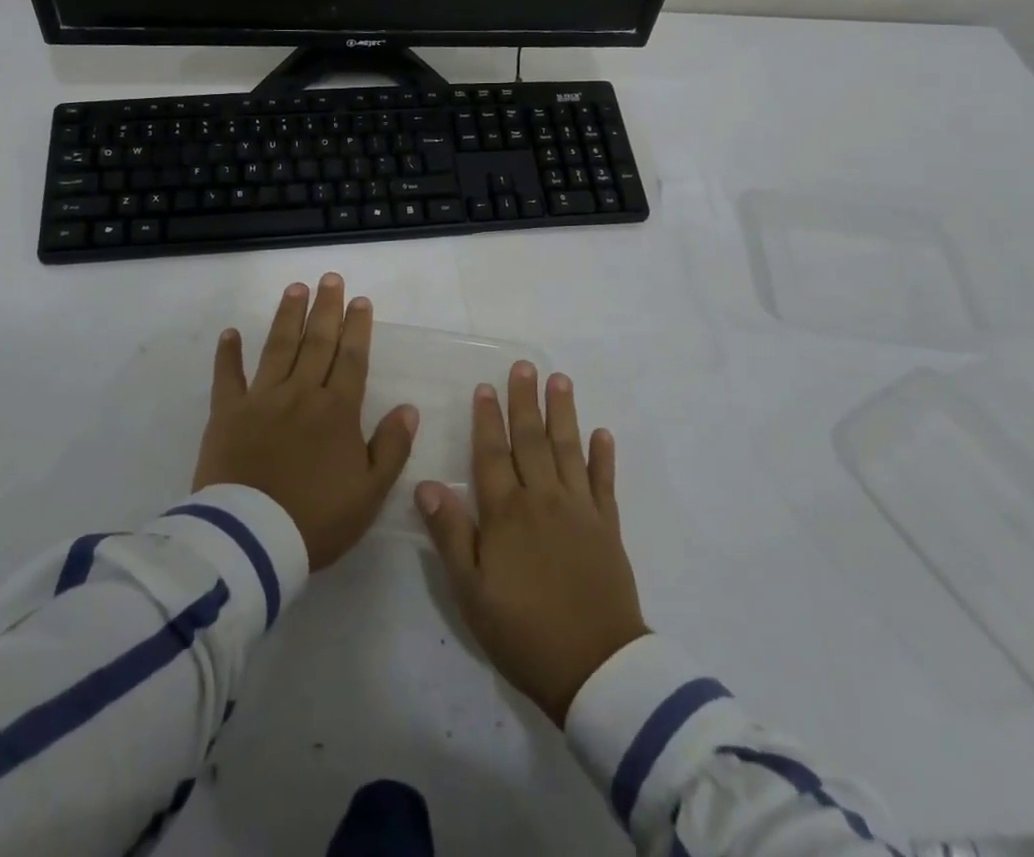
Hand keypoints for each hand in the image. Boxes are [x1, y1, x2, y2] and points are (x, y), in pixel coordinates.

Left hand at [194, 274, 419, 570]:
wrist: (252, 540)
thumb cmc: (316, 519)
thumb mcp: (370, 492)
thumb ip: (392, 447)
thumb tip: (409, 408)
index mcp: (337, 411)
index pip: (352, 359)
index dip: (358, 328)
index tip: (361, 300)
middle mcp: (302, 393)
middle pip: (317, 342)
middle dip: (326, 308)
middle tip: (330, 278)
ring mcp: (262, 399)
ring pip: (278, 347)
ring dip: (288, 316)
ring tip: (295, 288)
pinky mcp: (227, 414)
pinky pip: (227, 377)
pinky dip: (228, 354)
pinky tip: (230, 333)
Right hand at [418, 363, 648, 725]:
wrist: (595, 668)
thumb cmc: (523, 632)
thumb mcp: (471, 591)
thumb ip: (450, 534)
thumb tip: (426, 484)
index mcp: (506, 513)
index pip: (492, 454)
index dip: (487, 419)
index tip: (486, 386)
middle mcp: (542, 499)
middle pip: (531, 440)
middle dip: (525, 401)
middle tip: (525, 366)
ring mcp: (579, 510)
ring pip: (568, 450)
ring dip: (563, 413)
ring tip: (560, 381)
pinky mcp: (607, 527)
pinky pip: (604, 482)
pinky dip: (603, 456)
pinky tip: (602, 433)